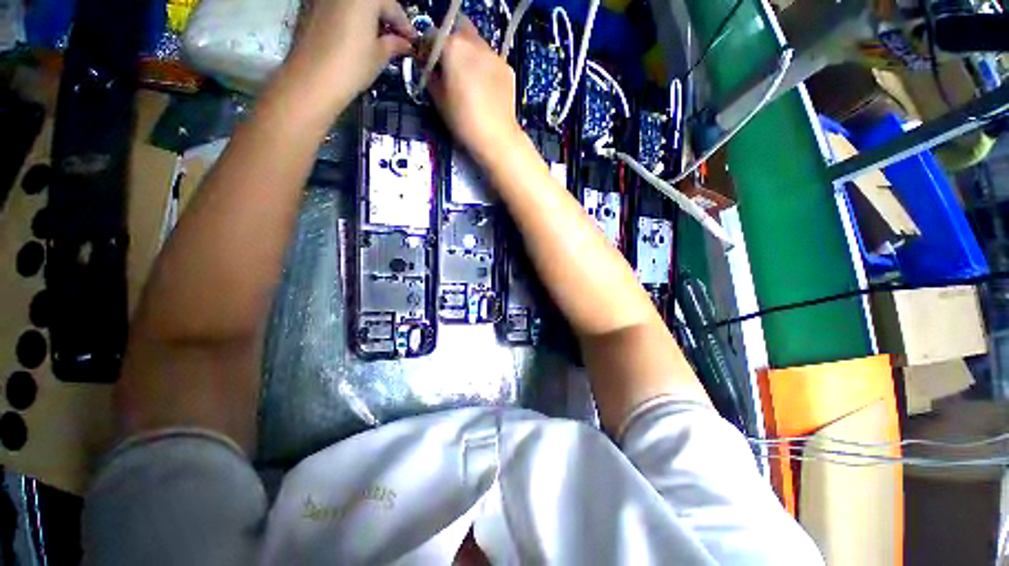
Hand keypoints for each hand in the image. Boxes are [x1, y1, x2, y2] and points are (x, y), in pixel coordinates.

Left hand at [288, 0, 415, 97]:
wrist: (313, 78)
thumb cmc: (352, 64)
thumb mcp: (379, 55)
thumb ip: (394, 44)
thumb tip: (404, 43)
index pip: (392, 6)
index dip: (405, 26)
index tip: (413, 41)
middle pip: (372, 1)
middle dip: (386, 18)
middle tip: (397, 39)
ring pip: (354, 4)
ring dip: (369, 17)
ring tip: (378, 39)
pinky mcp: (310, 6)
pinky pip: (338, 7)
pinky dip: (351, 18)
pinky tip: (357, 36)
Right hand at [428, 19, 521, 162]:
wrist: (497, 138)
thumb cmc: (463, 121)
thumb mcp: (438, 100)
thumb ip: (430, 76)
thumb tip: (428, 66)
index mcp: (453, 47)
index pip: (432, 37)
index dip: (427, 52)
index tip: (428, 67)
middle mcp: (475, 43)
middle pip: (457, 33)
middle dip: (450, 46)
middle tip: (449, 69)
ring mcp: (494, 55)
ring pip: (476, 44)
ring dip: (469, 55)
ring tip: (468, 80)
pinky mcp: (507, 69)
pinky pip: (490, 60)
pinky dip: (484, 67)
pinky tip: (484, 89)